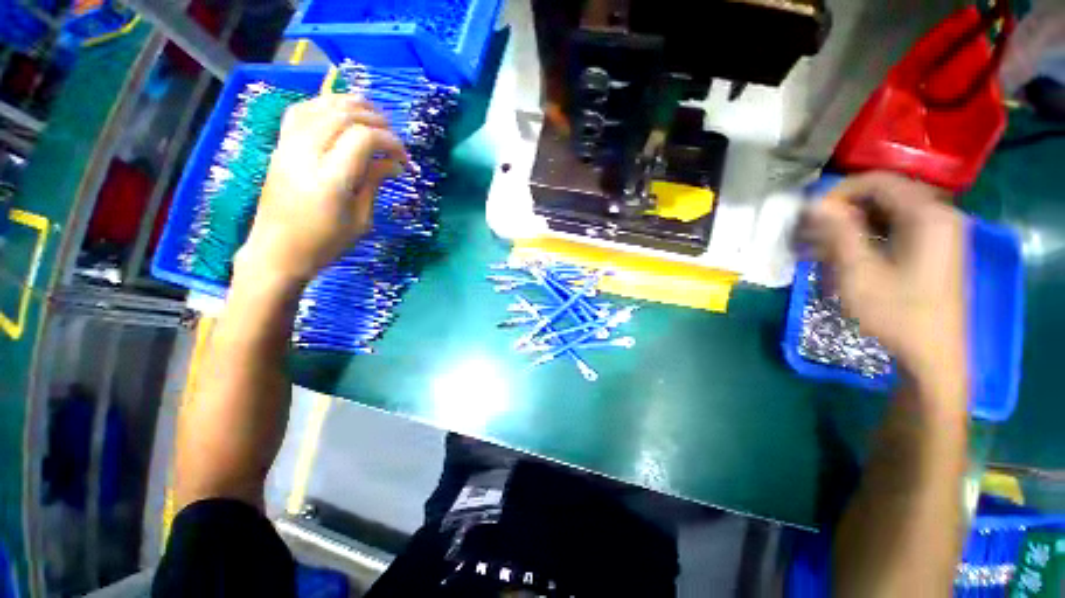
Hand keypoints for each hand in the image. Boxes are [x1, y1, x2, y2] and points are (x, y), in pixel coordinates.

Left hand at [236, 93, 408, 285]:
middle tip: (394, 138)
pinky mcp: (280, 146)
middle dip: (376, 120)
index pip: (363, 139)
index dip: (389, 141)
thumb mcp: (360, 219)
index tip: (404, 158)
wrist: (277, 251)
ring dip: (351, 105)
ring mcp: (288, 146)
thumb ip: (374, 183)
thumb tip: (395, 164)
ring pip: (321, 105)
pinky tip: (341, 113)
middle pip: (343, 115)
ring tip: (374, 116)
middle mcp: (306, 154)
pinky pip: (301, 110)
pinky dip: (325, 104)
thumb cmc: (325, 243)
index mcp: (330, 179)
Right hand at [805, 173, 967, 404]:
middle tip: (812, 233)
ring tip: (821, 248)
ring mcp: (940, 233)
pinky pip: (897, 230)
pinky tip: (846, 256)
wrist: (933, 355)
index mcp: (927, 215)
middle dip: (843, 211)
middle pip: (883, 196)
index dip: (839, 193)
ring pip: (888, 214)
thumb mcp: (859, 273)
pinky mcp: (935, 250)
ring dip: (852, 226)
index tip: (811, 217)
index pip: (877, 182)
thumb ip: (838, 232)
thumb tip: (814, 203)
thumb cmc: (897, 313)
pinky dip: (868, 238)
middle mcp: (939, 215)